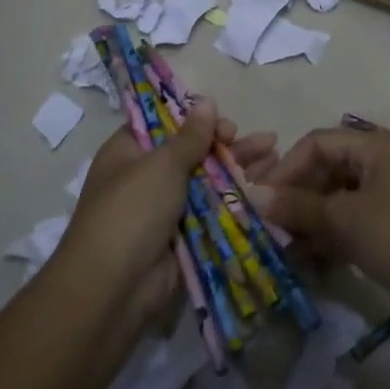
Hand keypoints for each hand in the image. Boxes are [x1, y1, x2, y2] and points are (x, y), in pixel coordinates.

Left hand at [61, 99, 277, 323]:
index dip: (194, 119)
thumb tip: (206, 101)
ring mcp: (164, 208)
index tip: (223, 121)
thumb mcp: (161, 165)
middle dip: (226, 144)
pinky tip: (266, 186)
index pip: (163, 124)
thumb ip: (190, 136)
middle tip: (259, 140)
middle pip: (191, 151)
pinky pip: (212, 210)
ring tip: (274, 153)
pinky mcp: (182, 236)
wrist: (114, 288)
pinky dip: (236, 198)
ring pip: (207, 181)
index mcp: (127, 152)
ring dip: (238, 167)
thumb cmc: (132, 211)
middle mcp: (144, 176)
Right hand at [251, 127, 389, 305]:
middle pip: (328, 171)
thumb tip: (253, 195)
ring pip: (341, 201)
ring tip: (287, 252)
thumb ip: (298, 207)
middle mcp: (384, 164)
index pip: (317, 143)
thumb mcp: (345, 221)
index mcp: (375, 147)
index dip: (285, 168)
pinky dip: (335, 239)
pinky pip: (357, 224)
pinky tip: (315, 264)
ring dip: (313, 223)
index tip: (261, 200)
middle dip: (297, 199)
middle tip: (270, 229)